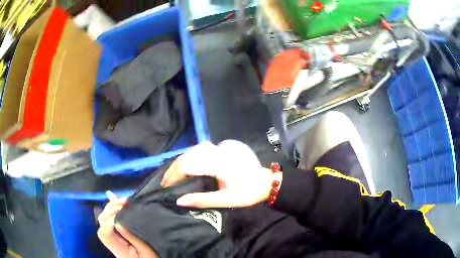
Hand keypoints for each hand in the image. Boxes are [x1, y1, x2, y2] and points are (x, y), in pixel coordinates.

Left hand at [97, 191, 157, 257]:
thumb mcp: (145, 251)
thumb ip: (132, 239)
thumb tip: (118, 222)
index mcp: (116, 247)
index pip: (104, 231)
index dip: (110, 220)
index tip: (123, 214)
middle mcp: (111, 240)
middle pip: (102, 221)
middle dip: (111, 209)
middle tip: (126, 203)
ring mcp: (112, 235)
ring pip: (104, 217)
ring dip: (112, 206)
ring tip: (125, 201)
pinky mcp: (117, 231)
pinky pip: (110, 217)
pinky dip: (111, 207)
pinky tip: (111, 195)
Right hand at [161, 140, 277, 208]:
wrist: (266, 182)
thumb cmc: (247, 193)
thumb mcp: (225, 200)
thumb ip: (201, 200)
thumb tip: (179, 200)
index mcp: (219, 164)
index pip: (188, 164)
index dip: (173, 174)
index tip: (165, 185)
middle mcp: (219, 150)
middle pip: (189, 154)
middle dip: (175, 168)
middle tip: (167, 181)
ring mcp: (224, 145)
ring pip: (196, 149)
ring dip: (184, 161)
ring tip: (176, 174)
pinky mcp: (228, 144)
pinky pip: (205, 148)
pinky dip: (195, 156)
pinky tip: (191, 164)